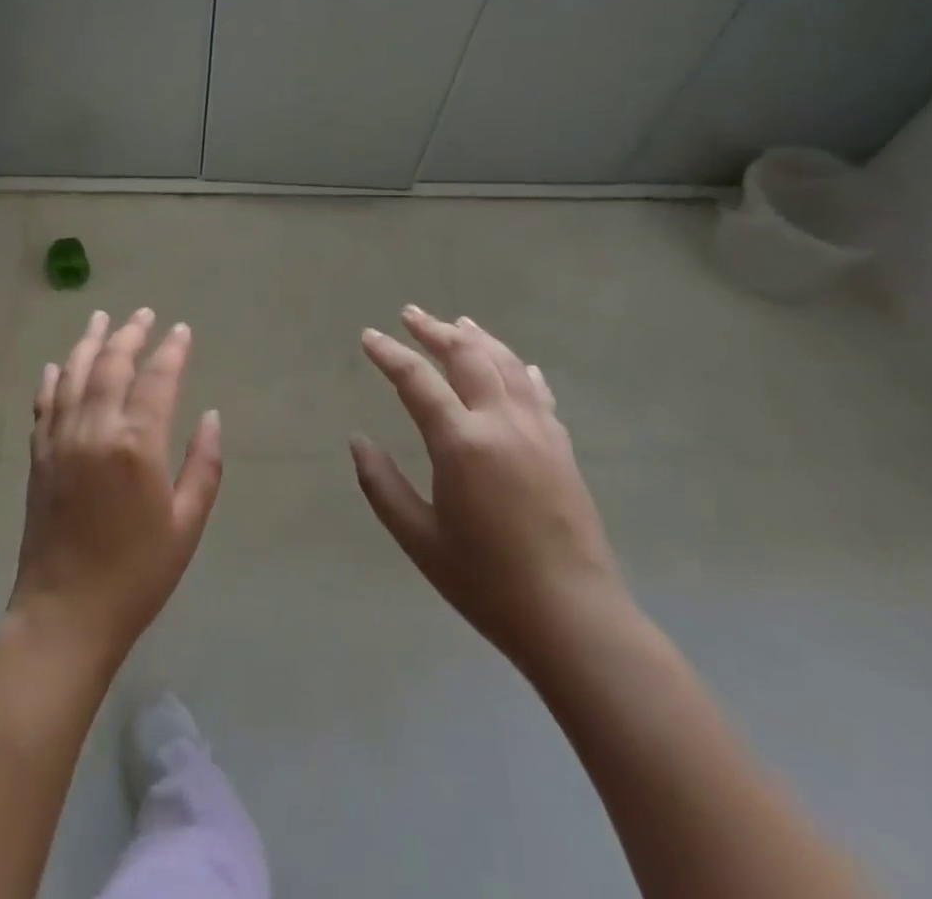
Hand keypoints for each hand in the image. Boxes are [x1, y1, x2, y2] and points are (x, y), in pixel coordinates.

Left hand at [8, 309, 222, 671]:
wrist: (65, 613)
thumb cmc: (137, 574)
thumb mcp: (186, 524)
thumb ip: (203, 465)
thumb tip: (211, 416)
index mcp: (136, 445)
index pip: (157, 379)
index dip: (171, 350)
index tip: (181, 330)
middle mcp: (95, 429)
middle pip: (112, 365)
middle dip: (130, 334)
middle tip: (143, 313)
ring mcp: (60, 439)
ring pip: (74, 375)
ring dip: (89, 342)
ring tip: (101, 318)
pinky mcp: (39, 456)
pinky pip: (45, 404)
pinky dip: (53, 379)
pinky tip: (58, 364)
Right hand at [352, 307, 629, 674]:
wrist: (574, 618)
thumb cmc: (486, 582)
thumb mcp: (419, 538)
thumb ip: (382, 484)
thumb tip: (357, 440)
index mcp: (462, 443)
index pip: (417, 380)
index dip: (389, 354)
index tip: (369, 337)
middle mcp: (502, 423)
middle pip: (467, 355)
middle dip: (435, 330)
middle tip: (410, 314)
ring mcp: (538, 431)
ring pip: (506, 364)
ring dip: (478, 338)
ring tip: (458, 322)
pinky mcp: (562, 447)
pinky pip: (538, 391)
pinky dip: (519, 369)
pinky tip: (517, 365)